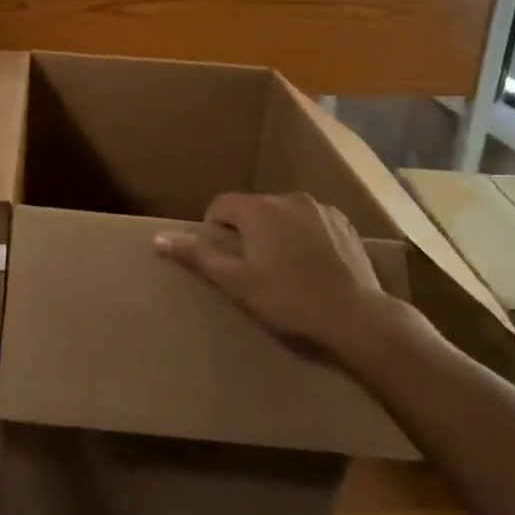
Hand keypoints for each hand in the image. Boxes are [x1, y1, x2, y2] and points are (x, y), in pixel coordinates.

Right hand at [154, 192, 430, 356]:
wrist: (356, 317)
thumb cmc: (288, 301)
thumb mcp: (236, 282)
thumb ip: (198, 256)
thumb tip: (158, 239)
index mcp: (258, 209)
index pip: (221, 205)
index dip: (215, 229)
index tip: (223, 259)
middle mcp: (287, 198)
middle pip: (252, 207)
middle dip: (245, 230)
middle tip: (250, 267)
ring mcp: (319, 207)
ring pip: (282, 212)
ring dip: (275, 230)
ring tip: (282, 267)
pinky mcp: (343, 222)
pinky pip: (310, 220)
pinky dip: (303, 234)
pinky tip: (310, 264)